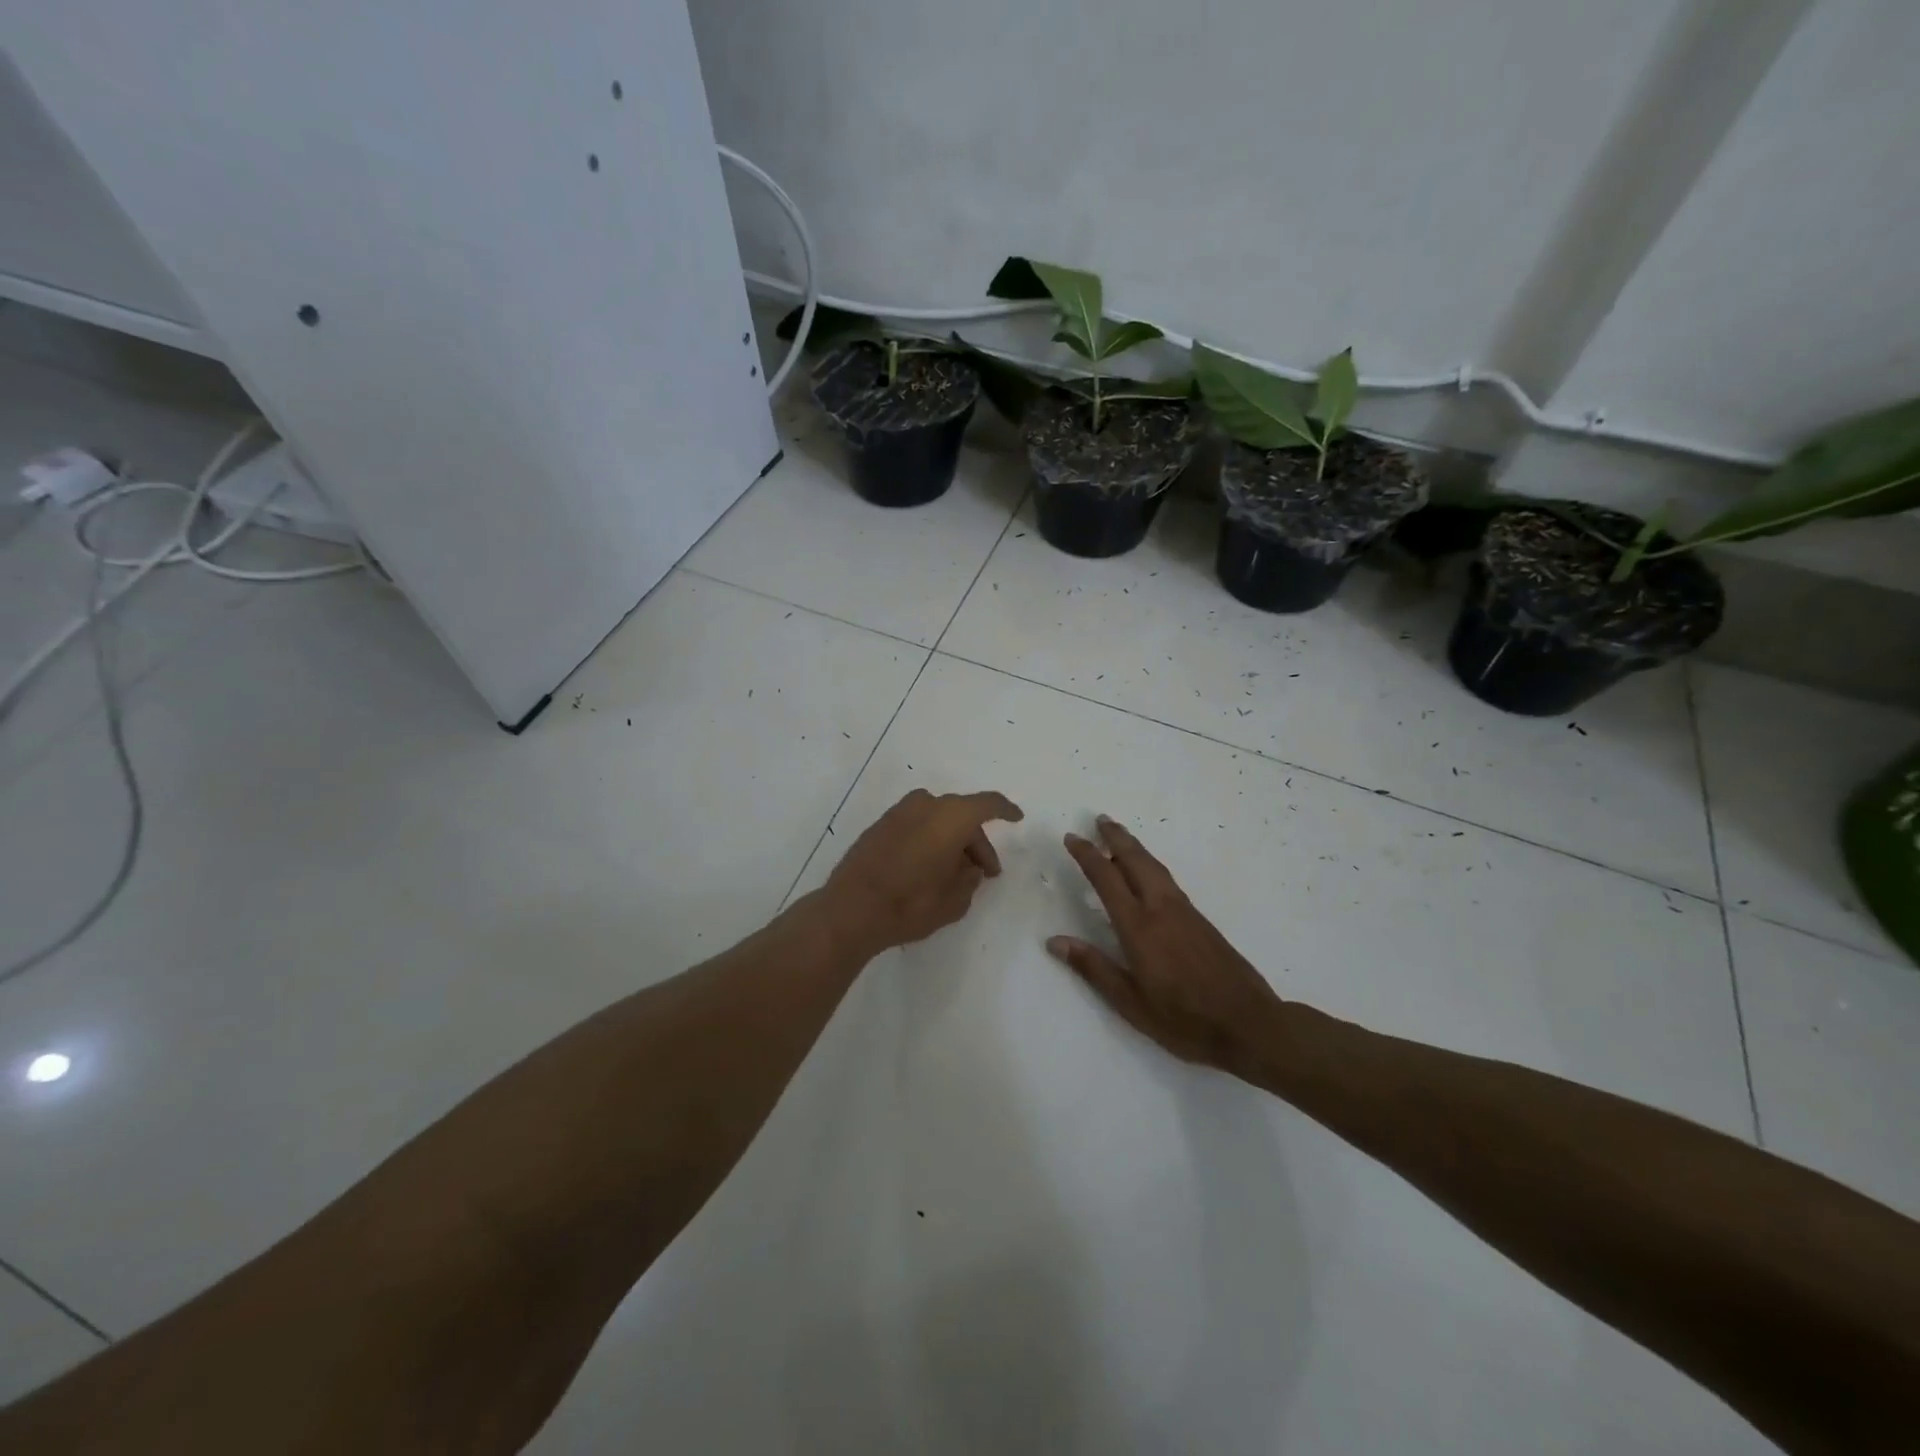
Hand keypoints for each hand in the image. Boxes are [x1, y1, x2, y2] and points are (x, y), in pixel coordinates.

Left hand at [823, 788, 1024, 954]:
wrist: (851, 909)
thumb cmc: (911, 903)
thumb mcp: (955, 900)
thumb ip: (970, 878)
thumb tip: (969, 868)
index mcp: (951, 816)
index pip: (988, 804)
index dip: (1005, 810)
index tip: (1017, 818)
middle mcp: (925, 805)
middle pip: (962, 815)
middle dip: (976, 841)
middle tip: (984, 872)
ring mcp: (898, 813)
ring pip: (937, 819)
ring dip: (951, 839)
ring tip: (955, 872)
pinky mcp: (879, 826)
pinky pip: (916, 825)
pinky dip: (929, 839)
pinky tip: (928, 866)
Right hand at [1048, 816, 1284, 1079]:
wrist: (1248, 1023)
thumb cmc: (1183, 1019)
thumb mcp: (1130, 1002)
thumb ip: (1093, 968)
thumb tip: (1055, 942)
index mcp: (1139, 927)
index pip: (1106, 879)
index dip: (1087, 856)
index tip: (1072, 838)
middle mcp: (1161, 909)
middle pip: (1135, 861)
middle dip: (1115, 837)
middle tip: (1099, 819)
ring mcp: (1184, 911)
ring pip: (1154, 866)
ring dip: (1134, 847)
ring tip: (1119, 835)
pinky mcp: (1200, 919)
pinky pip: (1167, 879)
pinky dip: (1150, 864)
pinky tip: (1147, 872)